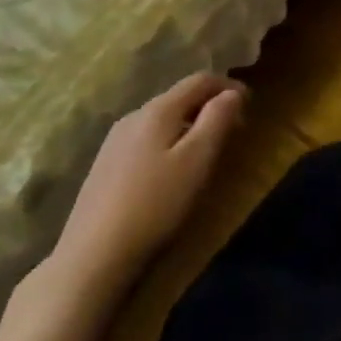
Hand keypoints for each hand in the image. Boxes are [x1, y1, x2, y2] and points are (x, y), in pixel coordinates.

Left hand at [48, 74, 245, 297]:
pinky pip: (146, 139)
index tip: (250, 106)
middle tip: (233, 130)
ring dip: (189, 125)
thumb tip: (231, 93)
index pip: (201, 80)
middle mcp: (134, 116)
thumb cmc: (155, 205)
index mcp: (158, 109)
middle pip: (180, 97)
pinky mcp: (104, 167)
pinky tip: (170, 170)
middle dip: (210, 106)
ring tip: (205, 150)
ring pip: (162, 119)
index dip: (229, 86)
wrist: (90, 260)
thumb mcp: (198, 159)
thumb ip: (218, 119)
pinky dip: (169, 142)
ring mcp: (114, 142)